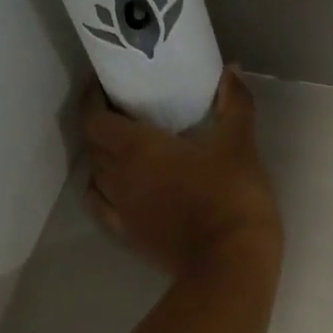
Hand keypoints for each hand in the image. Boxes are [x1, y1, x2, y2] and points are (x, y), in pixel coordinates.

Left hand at [81, 68, 281, 276]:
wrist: (230, 262)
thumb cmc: (231, 196)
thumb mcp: (239, 144)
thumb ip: (235, 104)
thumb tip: (231, 69)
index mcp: (137, 148)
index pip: (94, 118)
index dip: (93, 100)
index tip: (105, 88)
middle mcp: (118, 176)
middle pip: (93, 145)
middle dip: (101, 126)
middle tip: (124, 114)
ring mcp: (121, 210)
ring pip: (96, 176)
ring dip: (103, 159)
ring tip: (124, 150)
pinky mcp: (129, 236)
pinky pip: (103, 208)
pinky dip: (105, 192)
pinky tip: (120, 189)